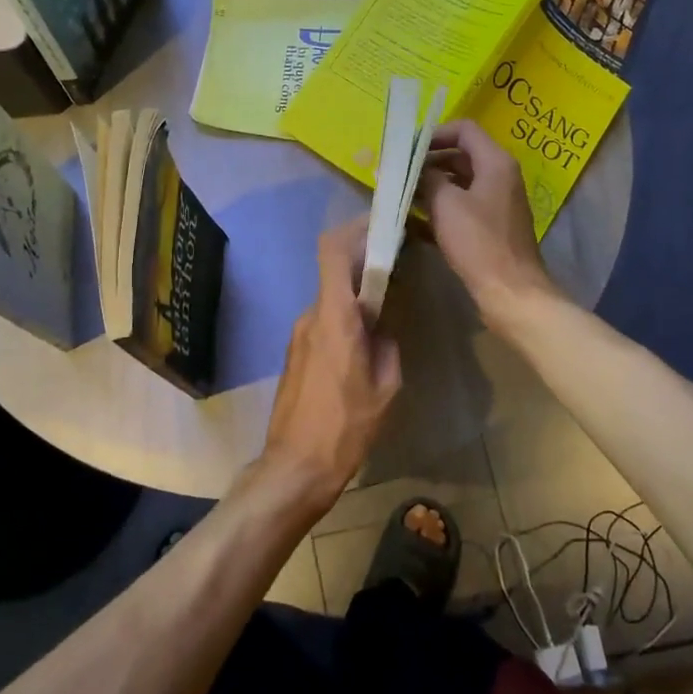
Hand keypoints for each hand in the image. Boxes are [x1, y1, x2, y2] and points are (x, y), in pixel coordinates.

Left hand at [256, 221, 402, 520]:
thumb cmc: (346, 427)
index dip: (354, 229)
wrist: (296, 466)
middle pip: (335, 273)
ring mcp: (298, 335)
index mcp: (334, 317)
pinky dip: (343, 319)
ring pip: (330, 300)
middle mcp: (310, 317)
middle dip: (365, 266)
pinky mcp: (294, 354)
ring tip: (386, 315)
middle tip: (398, 271)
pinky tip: (363, 346)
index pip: (333, 251)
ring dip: (356, 297)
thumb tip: (382, 330)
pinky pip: (322, 322)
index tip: (381, 227)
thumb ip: (388, 346)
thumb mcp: (386, 388)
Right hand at [417, 120, 557, 328]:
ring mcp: (496, 204)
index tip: (406, 150)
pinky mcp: (490, 229)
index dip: (433, 134)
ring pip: (458, 185)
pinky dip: (439, 211)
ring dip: (430, 188)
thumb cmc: (479, 242)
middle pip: (460, 156)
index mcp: (495, 162)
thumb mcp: (446, 204)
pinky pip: (460, 209)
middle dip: (427, 163)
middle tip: (397, 174)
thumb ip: (427, 178)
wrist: (510, 291)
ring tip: (399, 197)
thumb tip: (413, 168)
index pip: (464, 130)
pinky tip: (412, 224)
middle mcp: (499, 177)